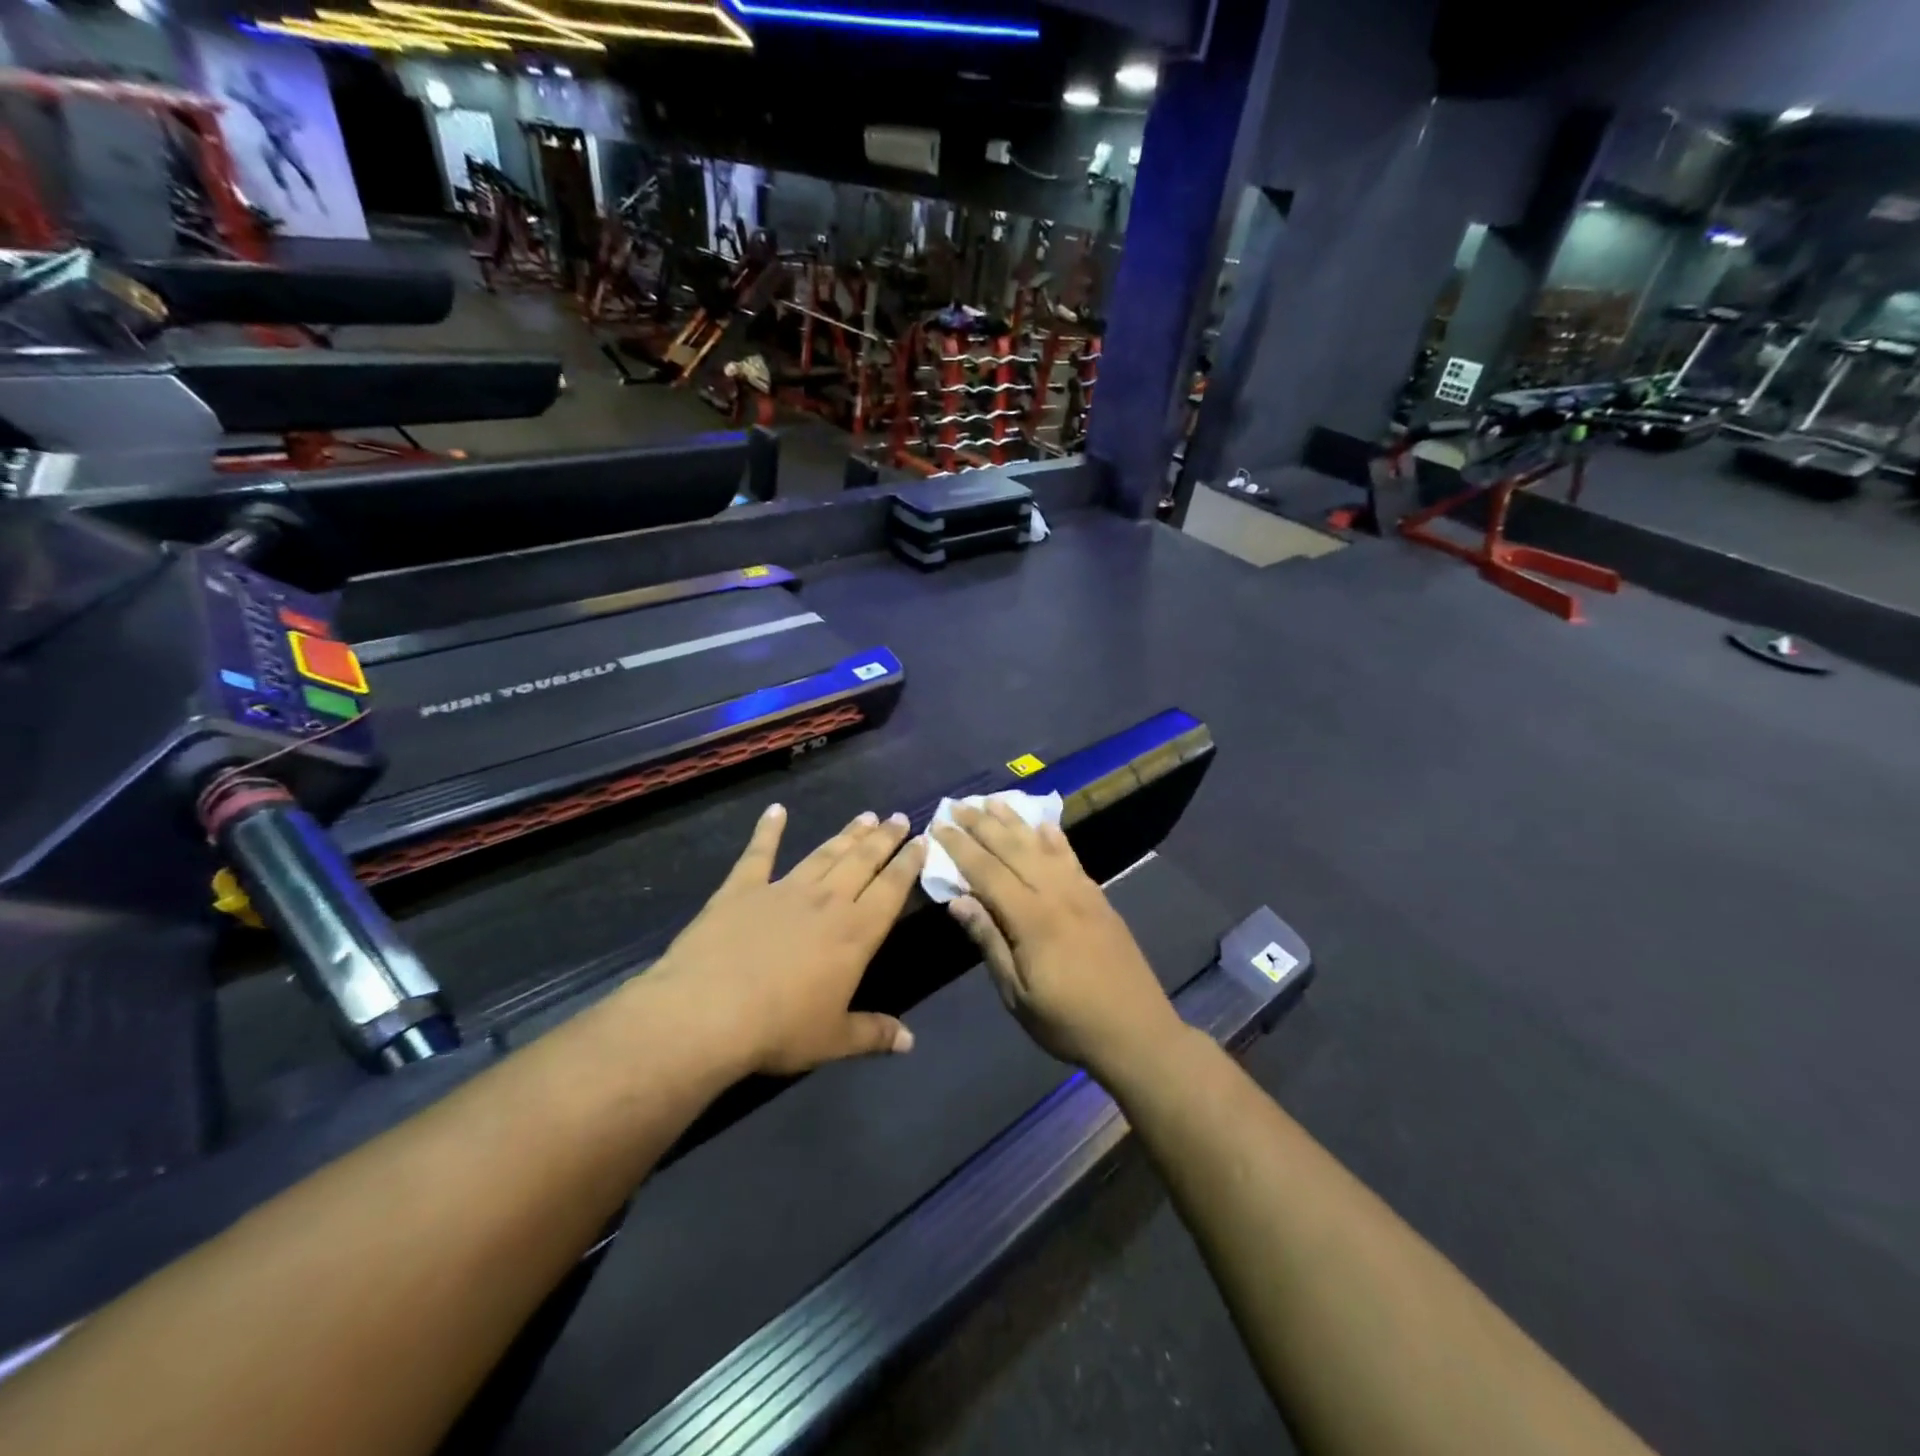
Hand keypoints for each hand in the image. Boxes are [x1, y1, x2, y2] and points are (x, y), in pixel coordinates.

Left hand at [651, 804, 925, 1075]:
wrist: (708, 1012)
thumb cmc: (779, 1029)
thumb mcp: (833, 1039)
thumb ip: (873, 1034)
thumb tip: (910, 1042)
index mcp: (855, 933)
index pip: (891, 889)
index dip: (909, 863)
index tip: (922, 840)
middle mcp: (826, 901)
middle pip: (862, 861)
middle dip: (884, 838)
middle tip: (898, 817)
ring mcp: (783, 890)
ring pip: (823, 854)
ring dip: (846, 834)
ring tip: (865, 816)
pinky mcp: (742, 889)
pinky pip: (759, 853)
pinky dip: (768, 830)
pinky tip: (775, 810)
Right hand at [932, 801, 1182, 1074]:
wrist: (1137, 1032)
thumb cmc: (1068, 1022)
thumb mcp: (1017, 994)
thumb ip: (990, 941)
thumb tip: (958, 901)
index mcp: (1032, 919)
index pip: (987, 872)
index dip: (961, 848)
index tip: (939, 826)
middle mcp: (1057, 894)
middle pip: (1013, 849)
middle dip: (982, 825)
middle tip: (958, 805)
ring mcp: (1082, 892)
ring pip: (1042, 846)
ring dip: (1015, 821)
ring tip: (993, 801)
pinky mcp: (1098, 897)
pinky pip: (1071, 857)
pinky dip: (1054, 836)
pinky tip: (1044, 825)